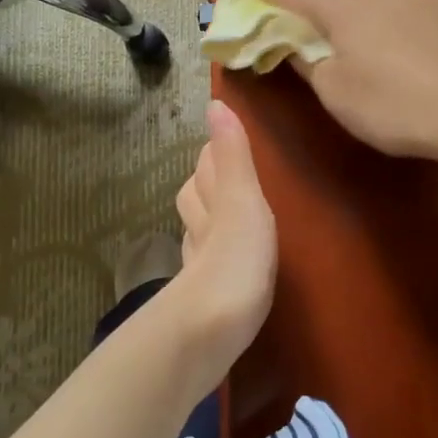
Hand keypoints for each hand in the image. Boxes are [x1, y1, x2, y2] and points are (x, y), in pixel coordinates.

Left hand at [172, 100, 277, 362]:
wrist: (209, 333)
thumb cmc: (235, 260)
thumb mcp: (243, 201)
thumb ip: (234, 159)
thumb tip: (215, 104)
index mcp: (212, 204)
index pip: (205, 170)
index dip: (213, 153)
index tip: (223, 139)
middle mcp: (200, 231)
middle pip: (195, 199)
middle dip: (206, 182)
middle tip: (225, 171)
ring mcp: (200, 268)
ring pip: (199, 232)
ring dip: (208, 219)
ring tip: (226, 213)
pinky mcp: (207, 301)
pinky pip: (208, 266)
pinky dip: (214, 255)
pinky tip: (225, 266)